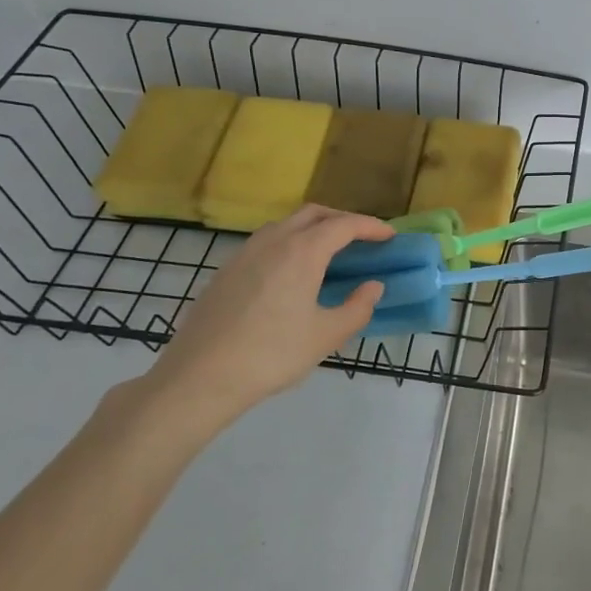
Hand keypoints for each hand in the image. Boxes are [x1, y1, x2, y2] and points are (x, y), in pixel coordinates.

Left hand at [130, 205, 392, 438]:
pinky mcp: (226, 270)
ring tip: (329, 253)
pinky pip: (266, 242)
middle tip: (362, 239)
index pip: (344, 225)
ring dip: (313, 229)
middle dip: (342, 220)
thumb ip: (357, 307)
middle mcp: (273, 241)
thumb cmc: (272, 355)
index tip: (390, 236)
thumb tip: (373, 287)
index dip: (371, 227)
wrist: (200, 376)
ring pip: (286, 225)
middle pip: (313, 214)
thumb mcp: (326, 336)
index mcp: (302, 252)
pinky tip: (292, 273)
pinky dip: (289, 243)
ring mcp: (244, 253)